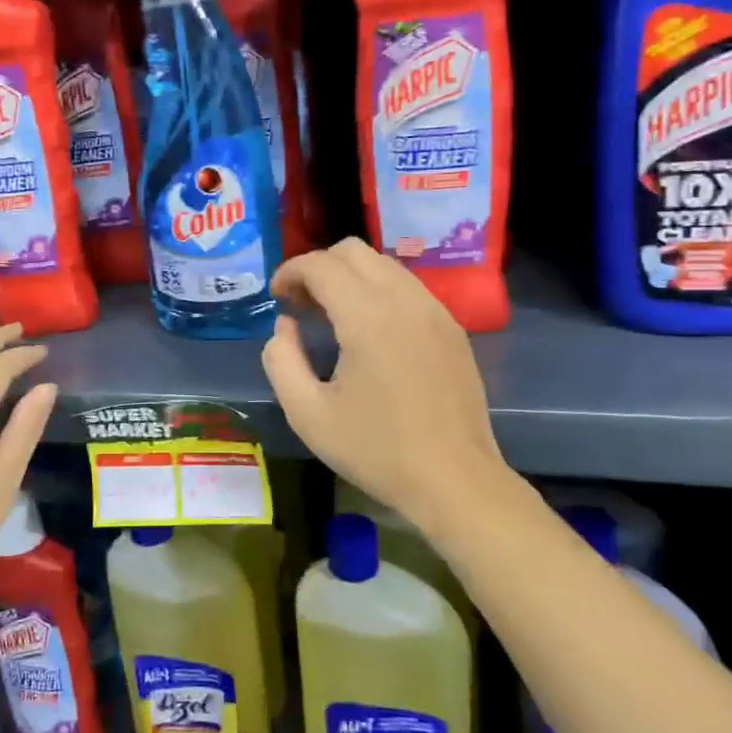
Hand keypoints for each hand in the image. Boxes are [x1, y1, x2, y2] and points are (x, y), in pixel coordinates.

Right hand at [262, 239, 507, 529]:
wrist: (455, 481)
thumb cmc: (377, 451)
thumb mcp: (308, 414)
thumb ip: (282, 360)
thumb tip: (286, 326)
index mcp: (368, 317)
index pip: (321, 265)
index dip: (290, 272)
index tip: (276, 298)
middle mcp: (405, 300)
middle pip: (354, 251)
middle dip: (319, 267)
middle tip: (301, 305)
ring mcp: (435, 311)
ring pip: (384, 265)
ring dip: (350, 277)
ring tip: (332, 316)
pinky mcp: (452, 328)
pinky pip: (408, 288)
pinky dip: (378, 292)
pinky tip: (369, 331)